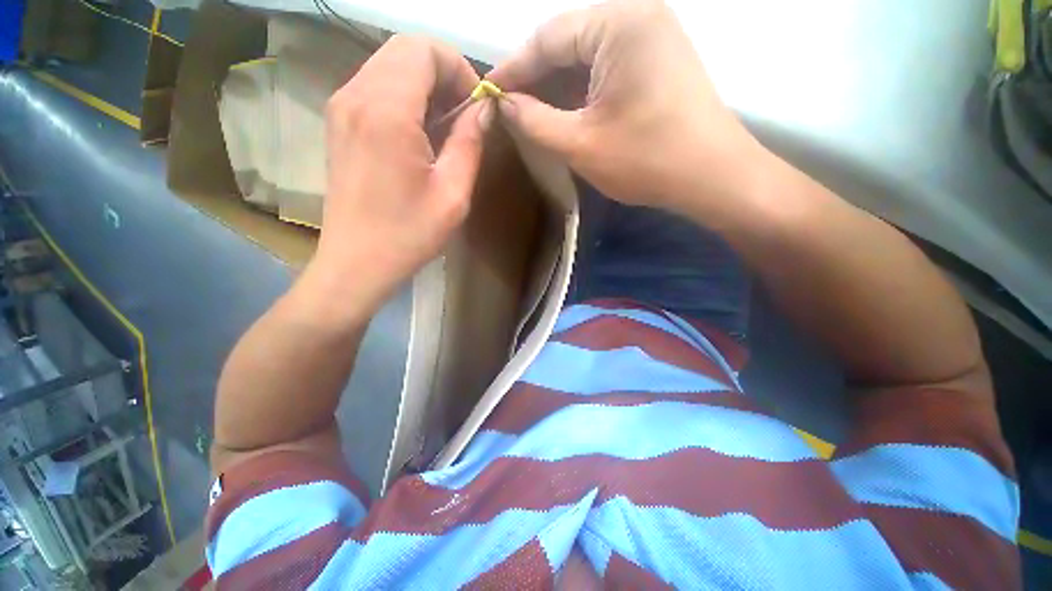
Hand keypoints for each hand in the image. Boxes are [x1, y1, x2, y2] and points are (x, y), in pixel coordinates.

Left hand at [306, 35, 493, 316]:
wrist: (357, 262)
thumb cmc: (409, 234)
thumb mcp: (453, 194)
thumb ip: (470, 143)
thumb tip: (483, 110)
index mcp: (386, 110)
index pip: (424, 48)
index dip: (458, 70)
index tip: (475, 109)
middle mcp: (355, 95)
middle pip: (405, 50)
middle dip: (443, 75)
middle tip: (463, 119)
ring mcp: (341, 107)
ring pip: (389, 66)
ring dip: (424, 88)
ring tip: (444, 131)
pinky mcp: (339, 123)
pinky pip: (376, 88)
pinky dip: (405, 99)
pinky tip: (420, 137)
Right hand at [489, 0, 771, 218]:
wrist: (712, 177)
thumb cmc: (647, 160)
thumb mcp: (580, 144)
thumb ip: (535, 121)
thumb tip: (505, 105)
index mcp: (618, 22)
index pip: (547, 37)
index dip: (513, 68)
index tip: (488, 93)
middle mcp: (637, 14)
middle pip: (568, 42)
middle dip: (536, 77)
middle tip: (509, 107)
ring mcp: (652, 36)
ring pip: (587, 57)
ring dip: (557, 85)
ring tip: (531, 113)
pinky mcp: (659, 60)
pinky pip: (607, 68)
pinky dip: (582, 90)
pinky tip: (565, 111)